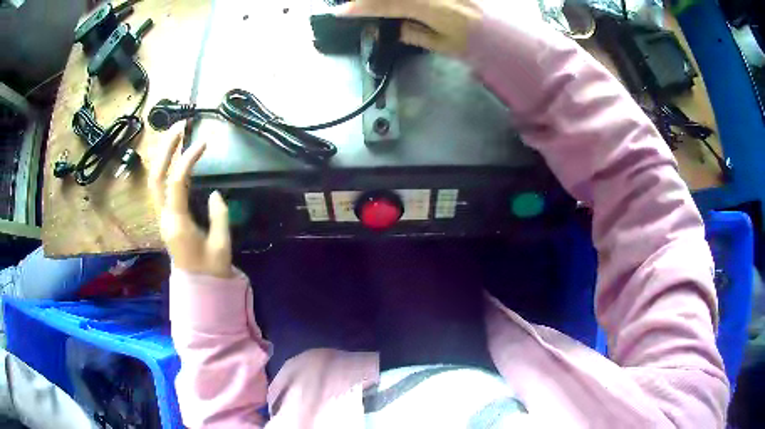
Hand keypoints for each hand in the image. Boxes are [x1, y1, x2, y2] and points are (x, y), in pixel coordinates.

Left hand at [149, 130, 232, 277]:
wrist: (199, 289)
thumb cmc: (211, 270)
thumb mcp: (222, 245)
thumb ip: (218, 216)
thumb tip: (214, 193)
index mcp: (177, 223)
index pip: (176, 182)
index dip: (188, 159)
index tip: (204, 142)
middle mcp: (164, 217)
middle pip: (156, 176)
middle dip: (166, 149)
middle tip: (180, 126)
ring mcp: (163, 217)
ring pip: (155, 180)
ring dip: (164, 156)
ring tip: (177, 135)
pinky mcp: (166, 218)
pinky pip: (161, 188)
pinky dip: (167, 168)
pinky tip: (177, 158)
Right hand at [336, 0, 481, 55]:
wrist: (513, 34)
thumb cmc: (480, 44)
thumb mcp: (446, 46)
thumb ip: (416, 34)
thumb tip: (394, 27)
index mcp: (433, 8)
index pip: (388, 4)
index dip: (362, 7)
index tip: (341, 12)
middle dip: (369, 0)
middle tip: (354, 6)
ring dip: (388, 2)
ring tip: (371, 7)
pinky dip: (407, 4)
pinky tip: (402, 9)